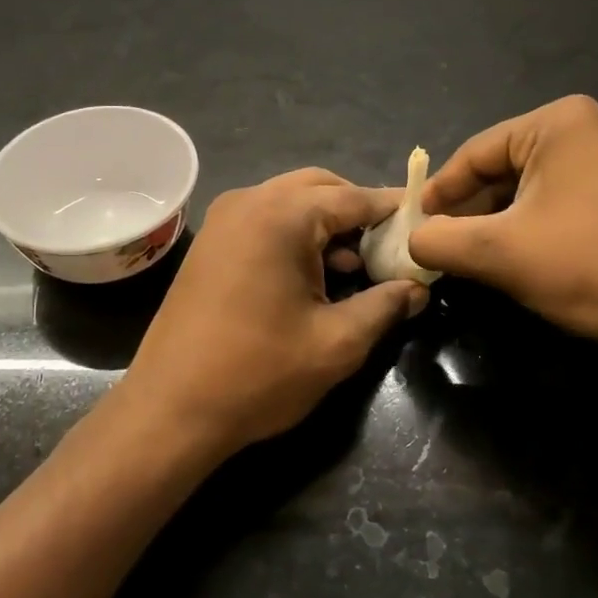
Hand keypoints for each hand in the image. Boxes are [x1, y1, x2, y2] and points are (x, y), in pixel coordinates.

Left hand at [117, 169, 427, 457]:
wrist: (170, 409)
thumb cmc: (258, 374)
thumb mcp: (337, 342)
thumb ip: (385, 305)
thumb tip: (418, 288)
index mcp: (281, 215)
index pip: (354, 197)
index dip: (395, 210)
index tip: (427, 222)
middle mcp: (249, 202)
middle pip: (320, 188)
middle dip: (358, 212)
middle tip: (389, 248)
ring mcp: (222, 220)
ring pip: (290, 203)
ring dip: (327, 225)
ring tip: (357, 269)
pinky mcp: (210, 244)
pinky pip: (265, 222)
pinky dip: (295, 236)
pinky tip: (313, 276)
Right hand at [407, 95, 597, 355]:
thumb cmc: (585, 266)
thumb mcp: (497, 253)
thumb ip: (439, 241)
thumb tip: (413, 240)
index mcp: (561, 121)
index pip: (476, 153)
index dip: (439, 192)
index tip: (415, 226)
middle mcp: (594, 125)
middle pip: (506, 166)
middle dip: (471, 208)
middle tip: (442, 244)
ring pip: (535, 185)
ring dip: (501, 219)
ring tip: (475, 254)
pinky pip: (565, 197)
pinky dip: (535, 222)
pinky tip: (521, 254)